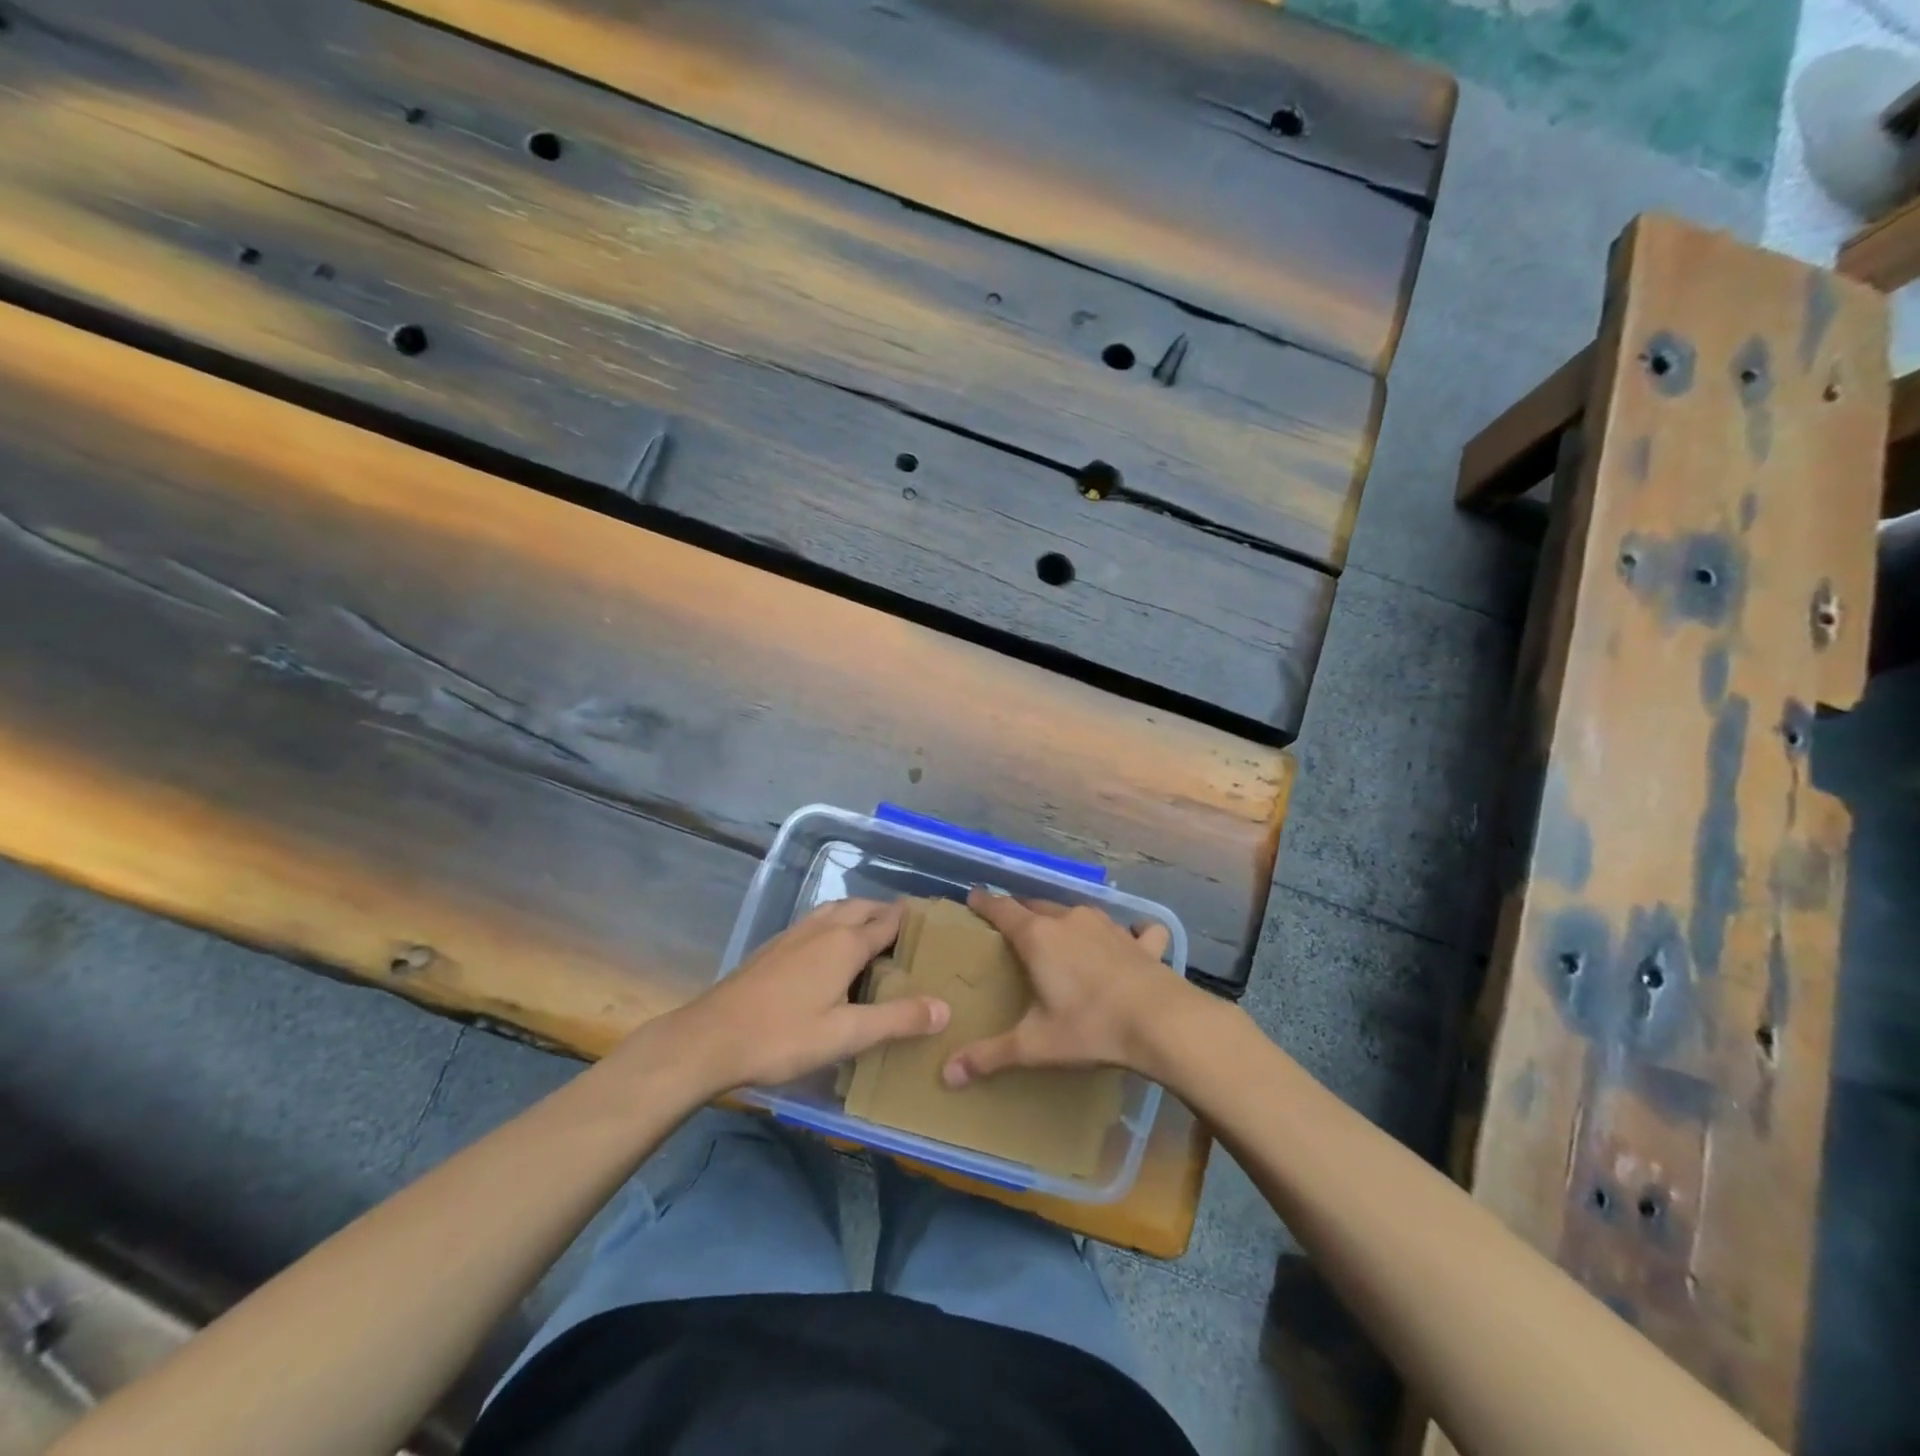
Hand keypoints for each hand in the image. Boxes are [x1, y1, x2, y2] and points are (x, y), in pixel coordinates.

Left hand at [672, 899, 949, 1093]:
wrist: (711, 1038)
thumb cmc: (783, 1036)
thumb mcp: (847, 1035)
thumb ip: (897, 1020)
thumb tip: (944, 1008)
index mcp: (846, 943)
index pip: (889, 921)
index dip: (912, 920)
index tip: (935, 924)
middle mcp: (823, 927)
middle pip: (863, 907)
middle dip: (887, 913)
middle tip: (908, 932)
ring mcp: (794, 933)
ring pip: (836, 909)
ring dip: (859, 914)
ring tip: (873, 934)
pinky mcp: (774, 945)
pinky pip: (816, 921)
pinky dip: (835, 923)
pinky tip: (829, 949)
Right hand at [941, 887, 1197, 1087]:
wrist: (1162, 1024)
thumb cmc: (1090, 1027)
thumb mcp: (1035, 1045)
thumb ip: (990, 1056)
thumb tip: (947, 1075)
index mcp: (1038, 937)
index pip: (1002, 908)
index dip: (985, 902)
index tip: (973, 898)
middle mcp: (1070, 920)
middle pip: (1037, 906)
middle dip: (1021, 912)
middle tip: (1011, 927)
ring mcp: (1109, 926)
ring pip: (1077, 912)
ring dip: (1065, 919)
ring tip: (1059, 934)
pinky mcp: (1140, 942)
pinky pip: (1133, 929)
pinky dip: (1130, 932)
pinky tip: (1134, 939)